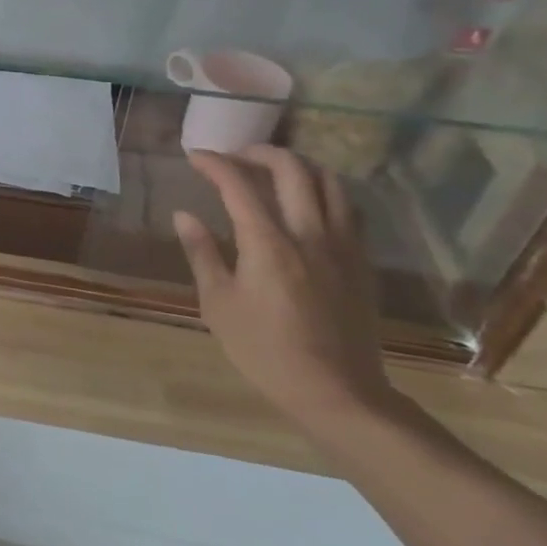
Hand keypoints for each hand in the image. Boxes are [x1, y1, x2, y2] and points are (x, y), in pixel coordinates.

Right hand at [173, 145, 397, 430]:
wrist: (337, 393)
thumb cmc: (265, 351)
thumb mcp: (219, 305)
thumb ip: (202, 253)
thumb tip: (184, 215)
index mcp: (268, 244)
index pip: (238, 184)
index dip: (214, 163)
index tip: (194, 156)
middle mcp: (309, 233)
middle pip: (291, 169)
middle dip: (259, 152)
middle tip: (235, 156)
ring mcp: (342, 245)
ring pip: (329, 182)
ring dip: (298, 166)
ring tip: (274, 171)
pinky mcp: (362, 261)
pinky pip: (348, 209)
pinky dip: (324, 192)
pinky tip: (309, 204)